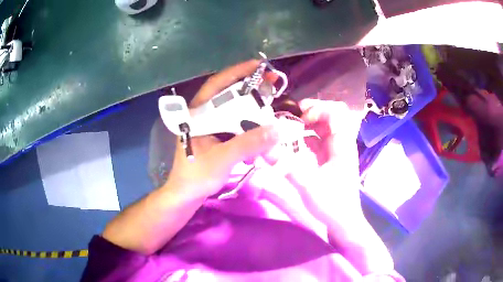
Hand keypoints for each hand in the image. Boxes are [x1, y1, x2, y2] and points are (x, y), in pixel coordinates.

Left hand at [164, 60, 280, 199]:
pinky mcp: (217, 138)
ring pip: (235, 112)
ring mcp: (211, 127)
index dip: (237, 72)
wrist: (186, 196)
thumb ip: (248, 144)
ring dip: (254, 113)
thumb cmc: (196, 176)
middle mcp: (204, 116)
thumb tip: (278, 129)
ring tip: (271, 114)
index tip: (259, 66)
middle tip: (273, 87)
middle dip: (252, 92)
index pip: (217, 85)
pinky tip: (262, 137)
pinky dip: (251, 129)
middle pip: (229, 96)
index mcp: (197, 114)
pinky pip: (237, 127)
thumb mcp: (222, 159)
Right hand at [284, 99, 364, 226]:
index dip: (317, 110)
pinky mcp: (331, 159)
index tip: (299, 120)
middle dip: (310, 113)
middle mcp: (342, 144)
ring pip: (324, 128)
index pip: (335, 113)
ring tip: (290, 130)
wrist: (343, 223)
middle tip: (291, 119)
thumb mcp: (307, 185)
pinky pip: (319, 141)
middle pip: (330, 116)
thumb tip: (264, 147)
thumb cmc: (332, 205)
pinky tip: (295, 145)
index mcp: (342, 145)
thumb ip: (286, 165)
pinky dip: (307, 138)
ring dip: (307, 126)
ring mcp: (337, 151)